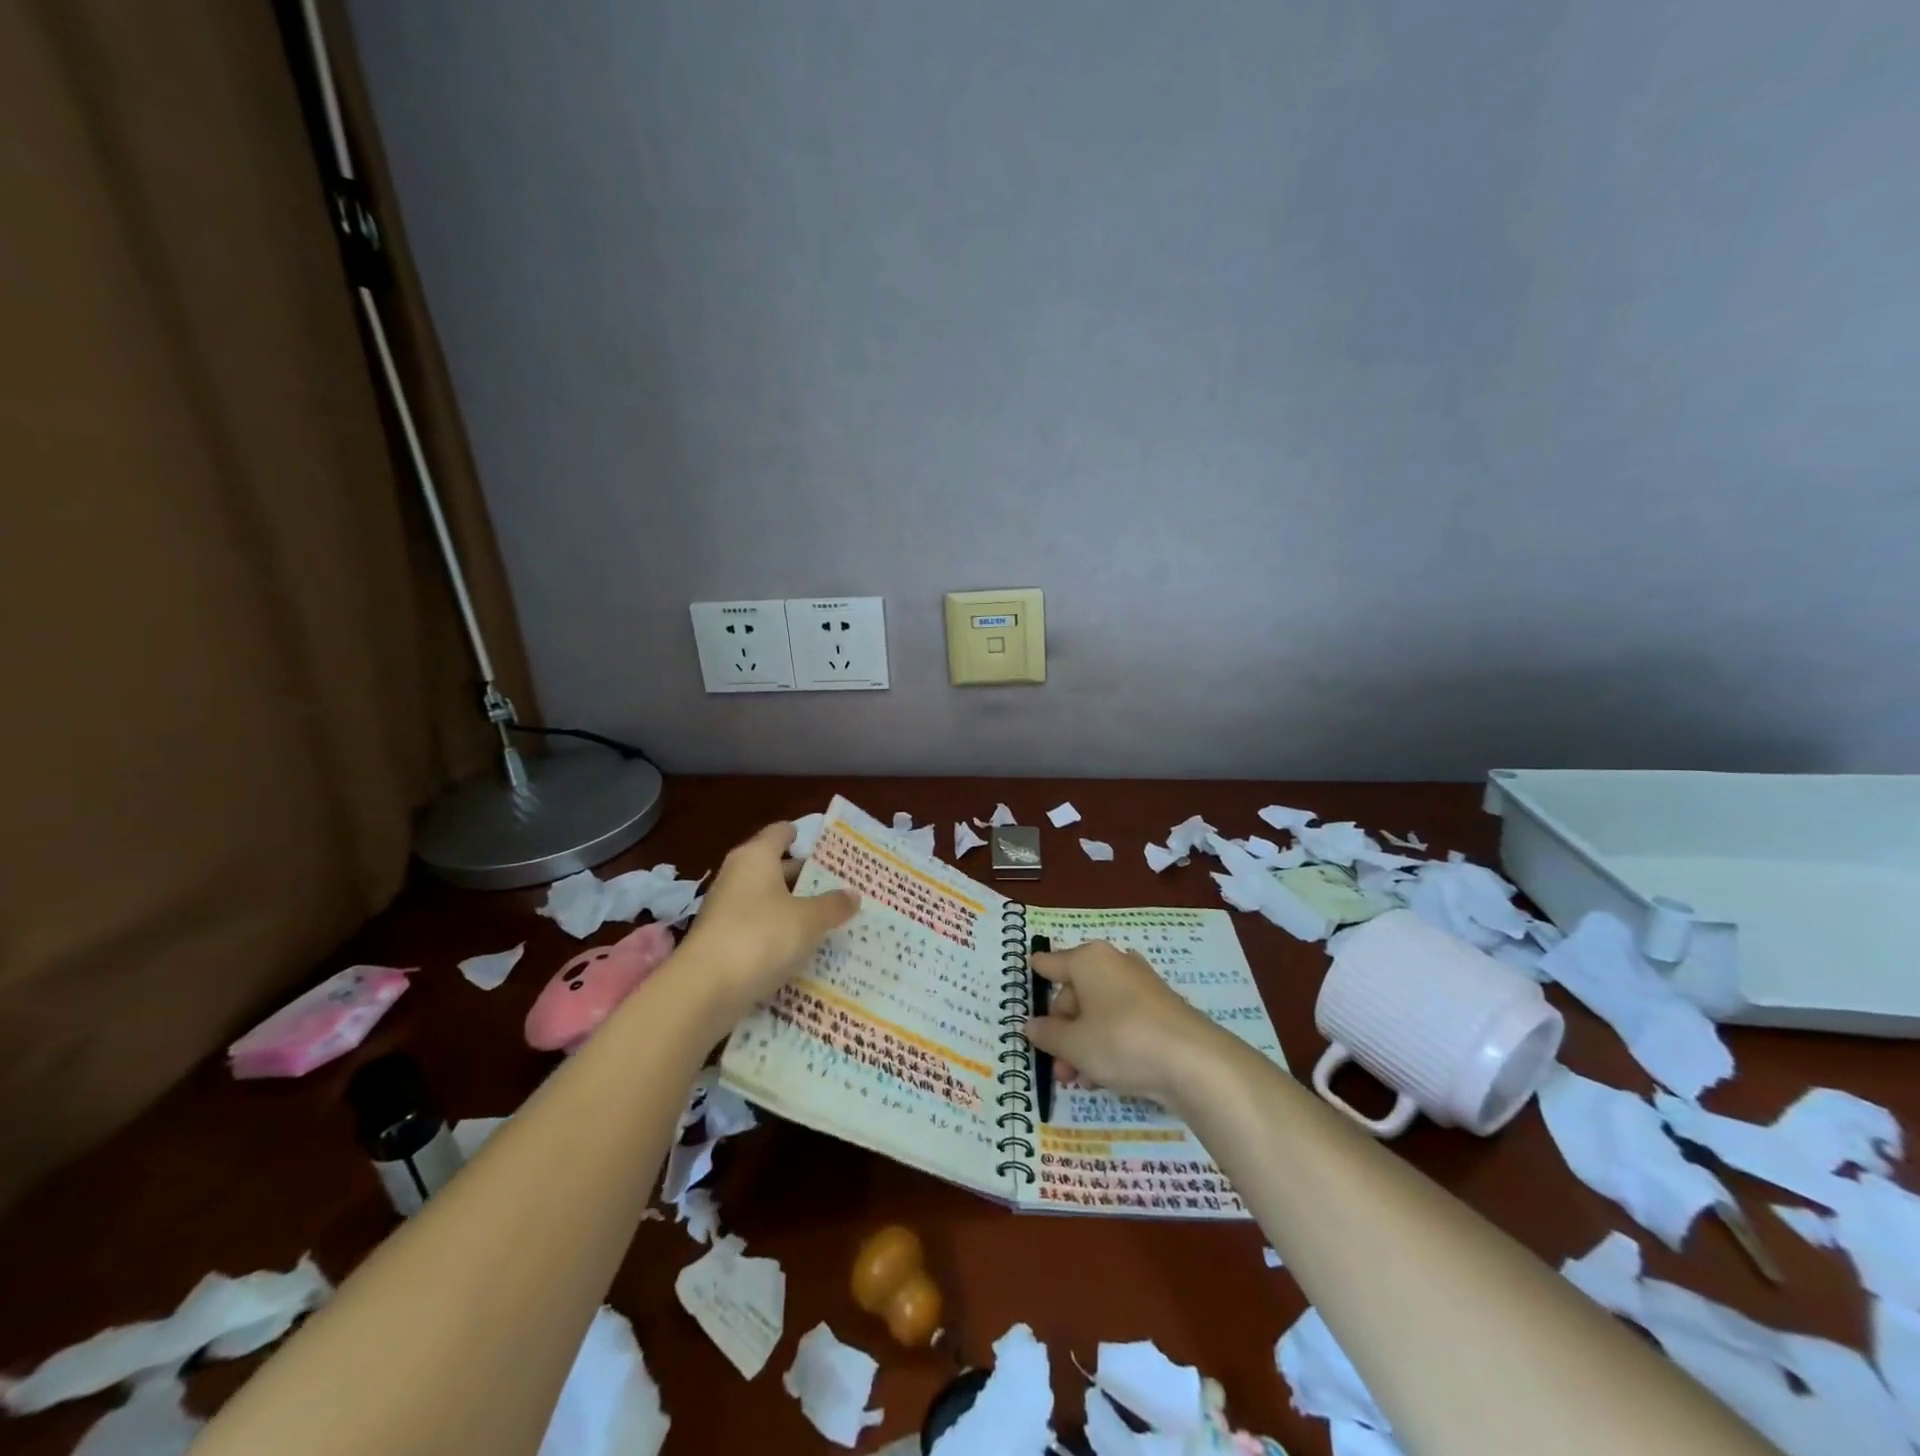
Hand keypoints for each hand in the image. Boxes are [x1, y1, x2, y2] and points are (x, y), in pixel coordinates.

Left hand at [677, 822, 857, 1021]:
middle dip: (807, 877)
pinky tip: (804, 948)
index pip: (781, 832)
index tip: (831, 848)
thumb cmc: (761, 937)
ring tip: (831, 918)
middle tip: (842, 886)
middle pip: (777, 867)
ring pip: (769, 901)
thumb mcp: (809, 920)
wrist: (704, 990)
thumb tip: (853, 894)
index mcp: (756, 857)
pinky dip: (780, 934)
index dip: (805, 836)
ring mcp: (727, 910)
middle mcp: (738, 876)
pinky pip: (760, 929)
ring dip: (795, 908)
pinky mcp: (723, 941)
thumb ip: (833, 905)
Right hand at [1024, 941, 1222, 1104]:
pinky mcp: (1162, 1009)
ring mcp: (1141, 985)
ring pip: (1099, 1010)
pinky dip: (1110, 1042)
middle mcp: (1115, 963)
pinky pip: (1123, 1021)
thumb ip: (1048, 1035)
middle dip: (1063, 1030)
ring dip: (1084, 1042)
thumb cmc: (1121, 1041)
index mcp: (1088, 959)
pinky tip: (1108, 1074)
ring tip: (1081, 1080)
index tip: (1027, 982)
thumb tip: (1031, 1026)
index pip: (1050, 964)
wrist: (1195, 1062)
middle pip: (1075, 992)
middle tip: (1059, 1067)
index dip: (1037, 976)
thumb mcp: (1074, 1044)